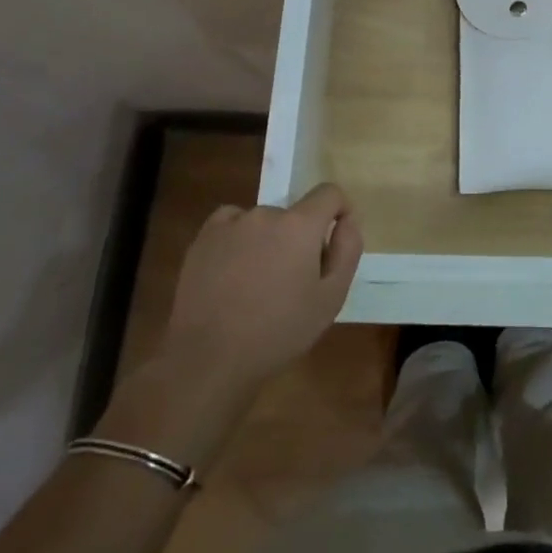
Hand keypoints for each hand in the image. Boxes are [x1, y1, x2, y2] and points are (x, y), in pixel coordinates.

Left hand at [97, 185, 361, 460]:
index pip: (329, 193)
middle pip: (294, 215)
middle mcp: (266, 213)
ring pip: (263, 222)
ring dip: (268, 241)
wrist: (209, 359)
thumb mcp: (331, 299)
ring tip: (257, 284)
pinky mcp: (204, 238)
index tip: (335, 238)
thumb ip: (347, 251)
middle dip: (299, 239)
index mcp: (300, 225)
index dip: (338, 211)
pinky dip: (238, 238)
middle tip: (292, 281)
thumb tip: (347, 220)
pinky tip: (233, 270)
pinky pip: (231, 223)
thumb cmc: (278, 331)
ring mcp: (231, 223)